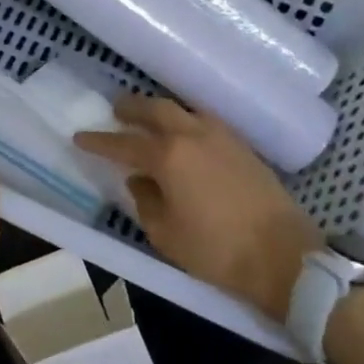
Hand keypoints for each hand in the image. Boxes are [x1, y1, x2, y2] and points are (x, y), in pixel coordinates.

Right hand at [75, 94, 322, 319]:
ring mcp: (222, 137)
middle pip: (156, 109)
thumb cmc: (216, 250)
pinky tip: (185, 134)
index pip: (123, 143)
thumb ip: (145, 201)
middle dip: (131, 107)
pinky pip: (205, 121)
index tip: (80, 137)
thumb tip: (139, 180)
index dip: (99, 141)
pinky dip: (186, 120)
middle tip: (116, 110)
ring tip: (149, 119)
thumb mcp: (165, 234)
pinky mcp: (243, 146)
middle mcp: (192, 135)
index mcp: (168, 156)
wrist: (283, 256)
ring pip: (183, 110)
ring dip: (161, 111)